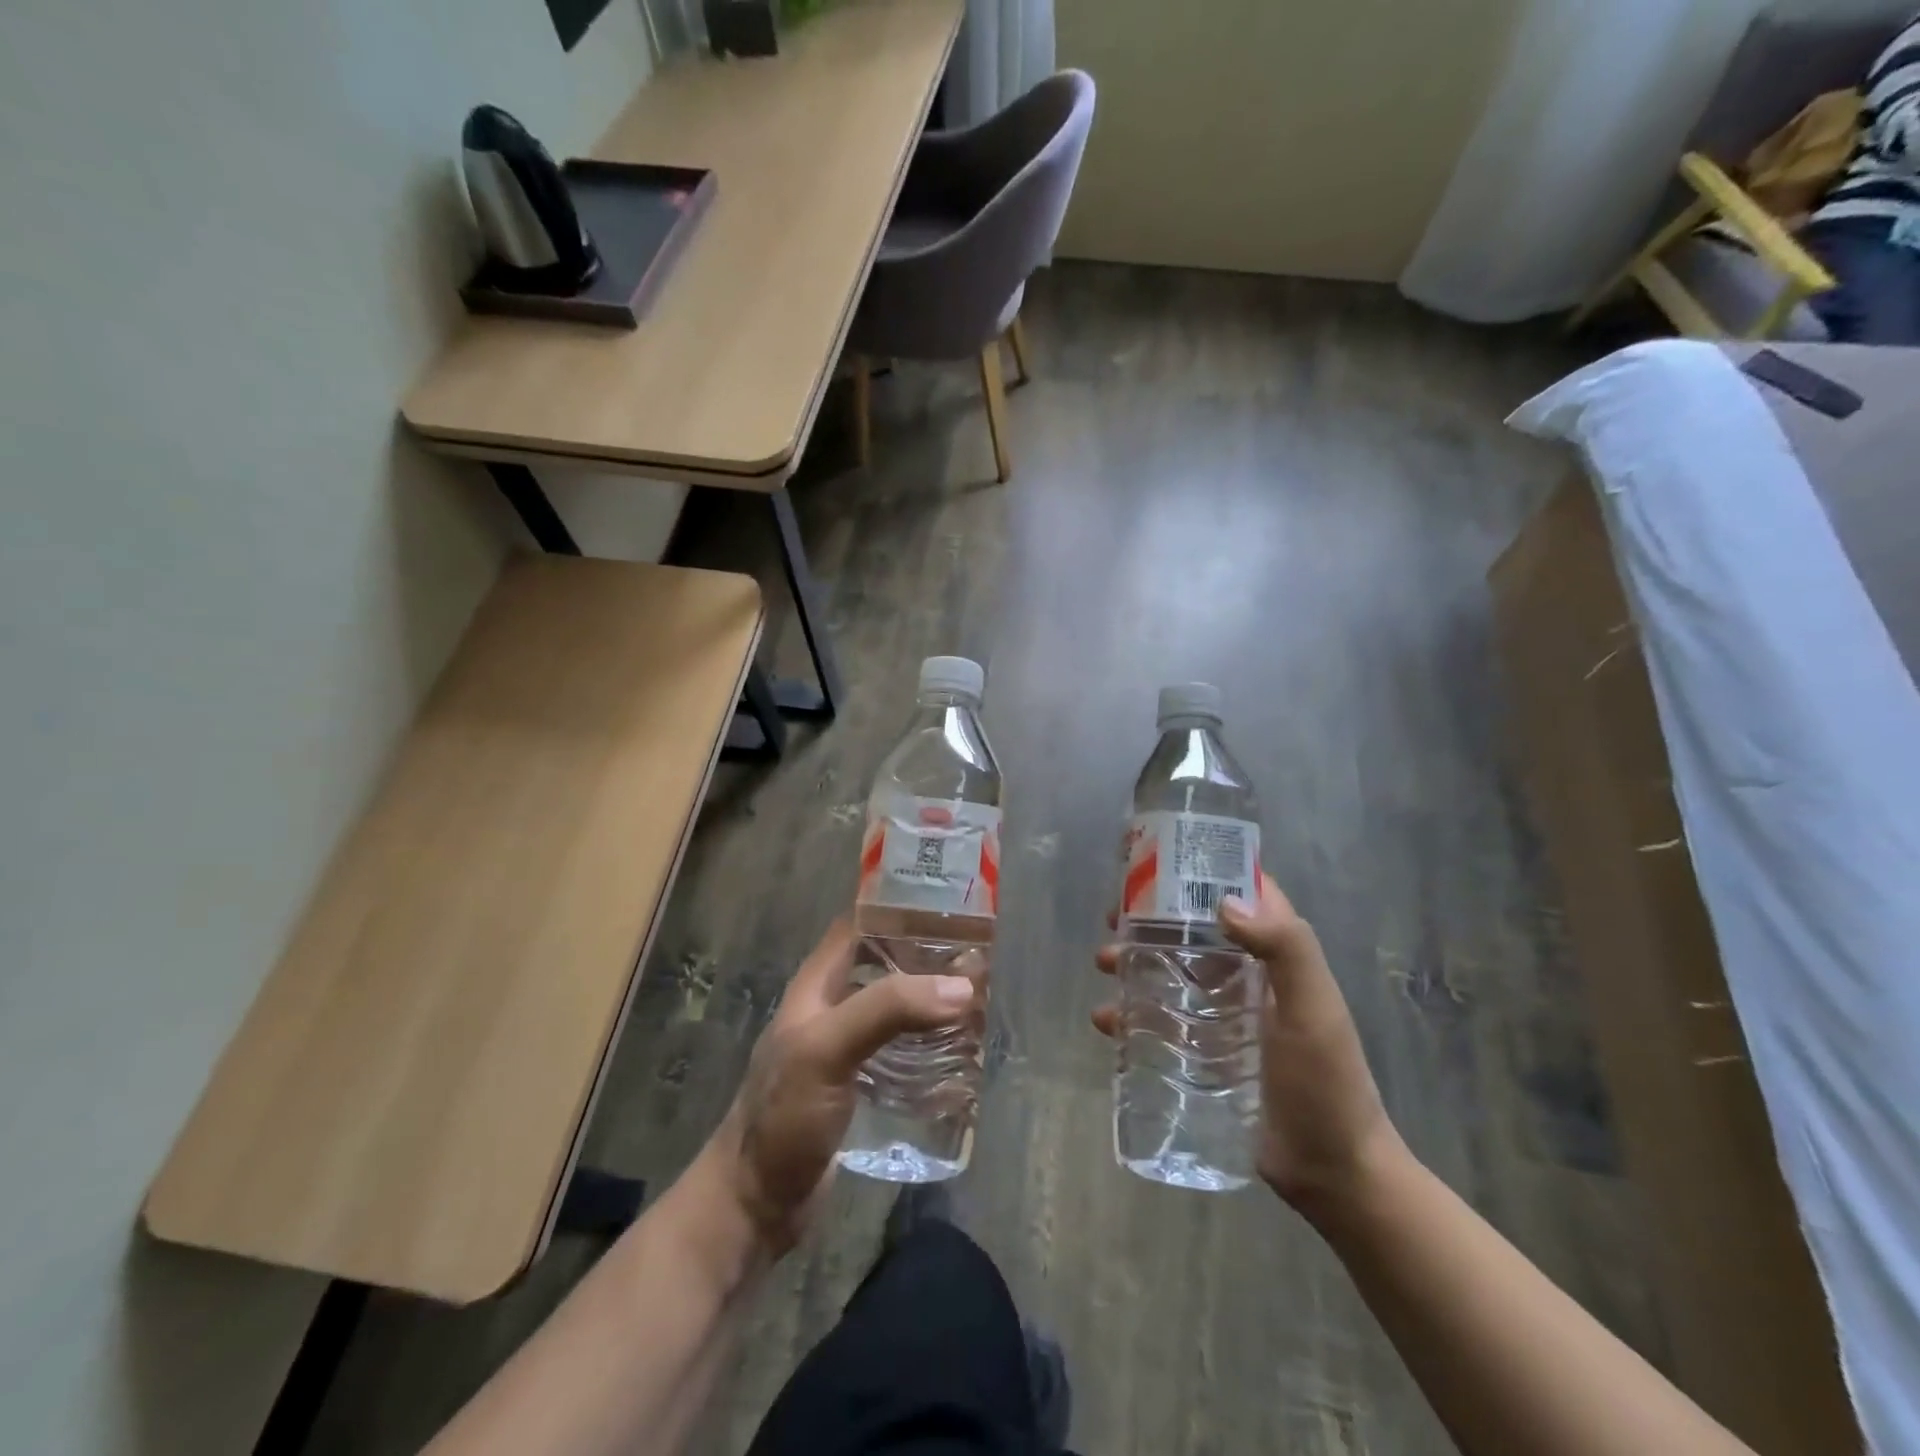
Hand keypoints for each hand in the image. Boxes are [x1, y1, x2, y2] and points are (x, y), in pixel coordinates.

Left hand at [696, 918, 977, 1255]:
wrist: (756, 1203)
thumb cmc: (784, 1115)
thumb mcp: (827, 1049)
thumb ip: (887, 1010)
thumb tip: (961, 987)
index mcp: (818, 983)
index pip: (861, 924)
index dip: (899, 907)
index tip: (950, 902)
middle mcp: (834, 1006)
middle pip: (887, 964)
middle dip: (929, 957)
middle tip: (981, 955)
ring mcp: (849, 1047)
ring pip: (898, 1007)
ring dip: (933, 1001)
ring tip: (982, 998)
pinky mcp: (863, 1085)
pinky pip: (903, 1050)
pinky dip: (931, 1043)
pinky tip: (962, 1050)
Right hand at [1093, 872, 1404, 1211]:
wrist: (1334, 1175)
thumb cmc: (1328, 1084)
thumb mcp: (1315, 1010)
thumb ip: (1286, 949)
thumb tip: (1223, 903)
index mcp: (1279, 956)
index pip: (1243, 893)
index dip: (1205, 870)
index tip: (1157, 859)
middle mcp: (1250, 976)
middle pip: (1194, 930)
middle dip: (1152, 918)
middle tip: (1113, 917)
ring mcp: (1226, 1015)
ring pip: (1172, 971)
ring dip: (1135, 962)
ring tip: (1104, 965)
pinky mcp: (1207, 1052)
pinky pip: (1162, 1020)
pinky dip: (1132, 1014)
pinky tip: (1107, 1021)